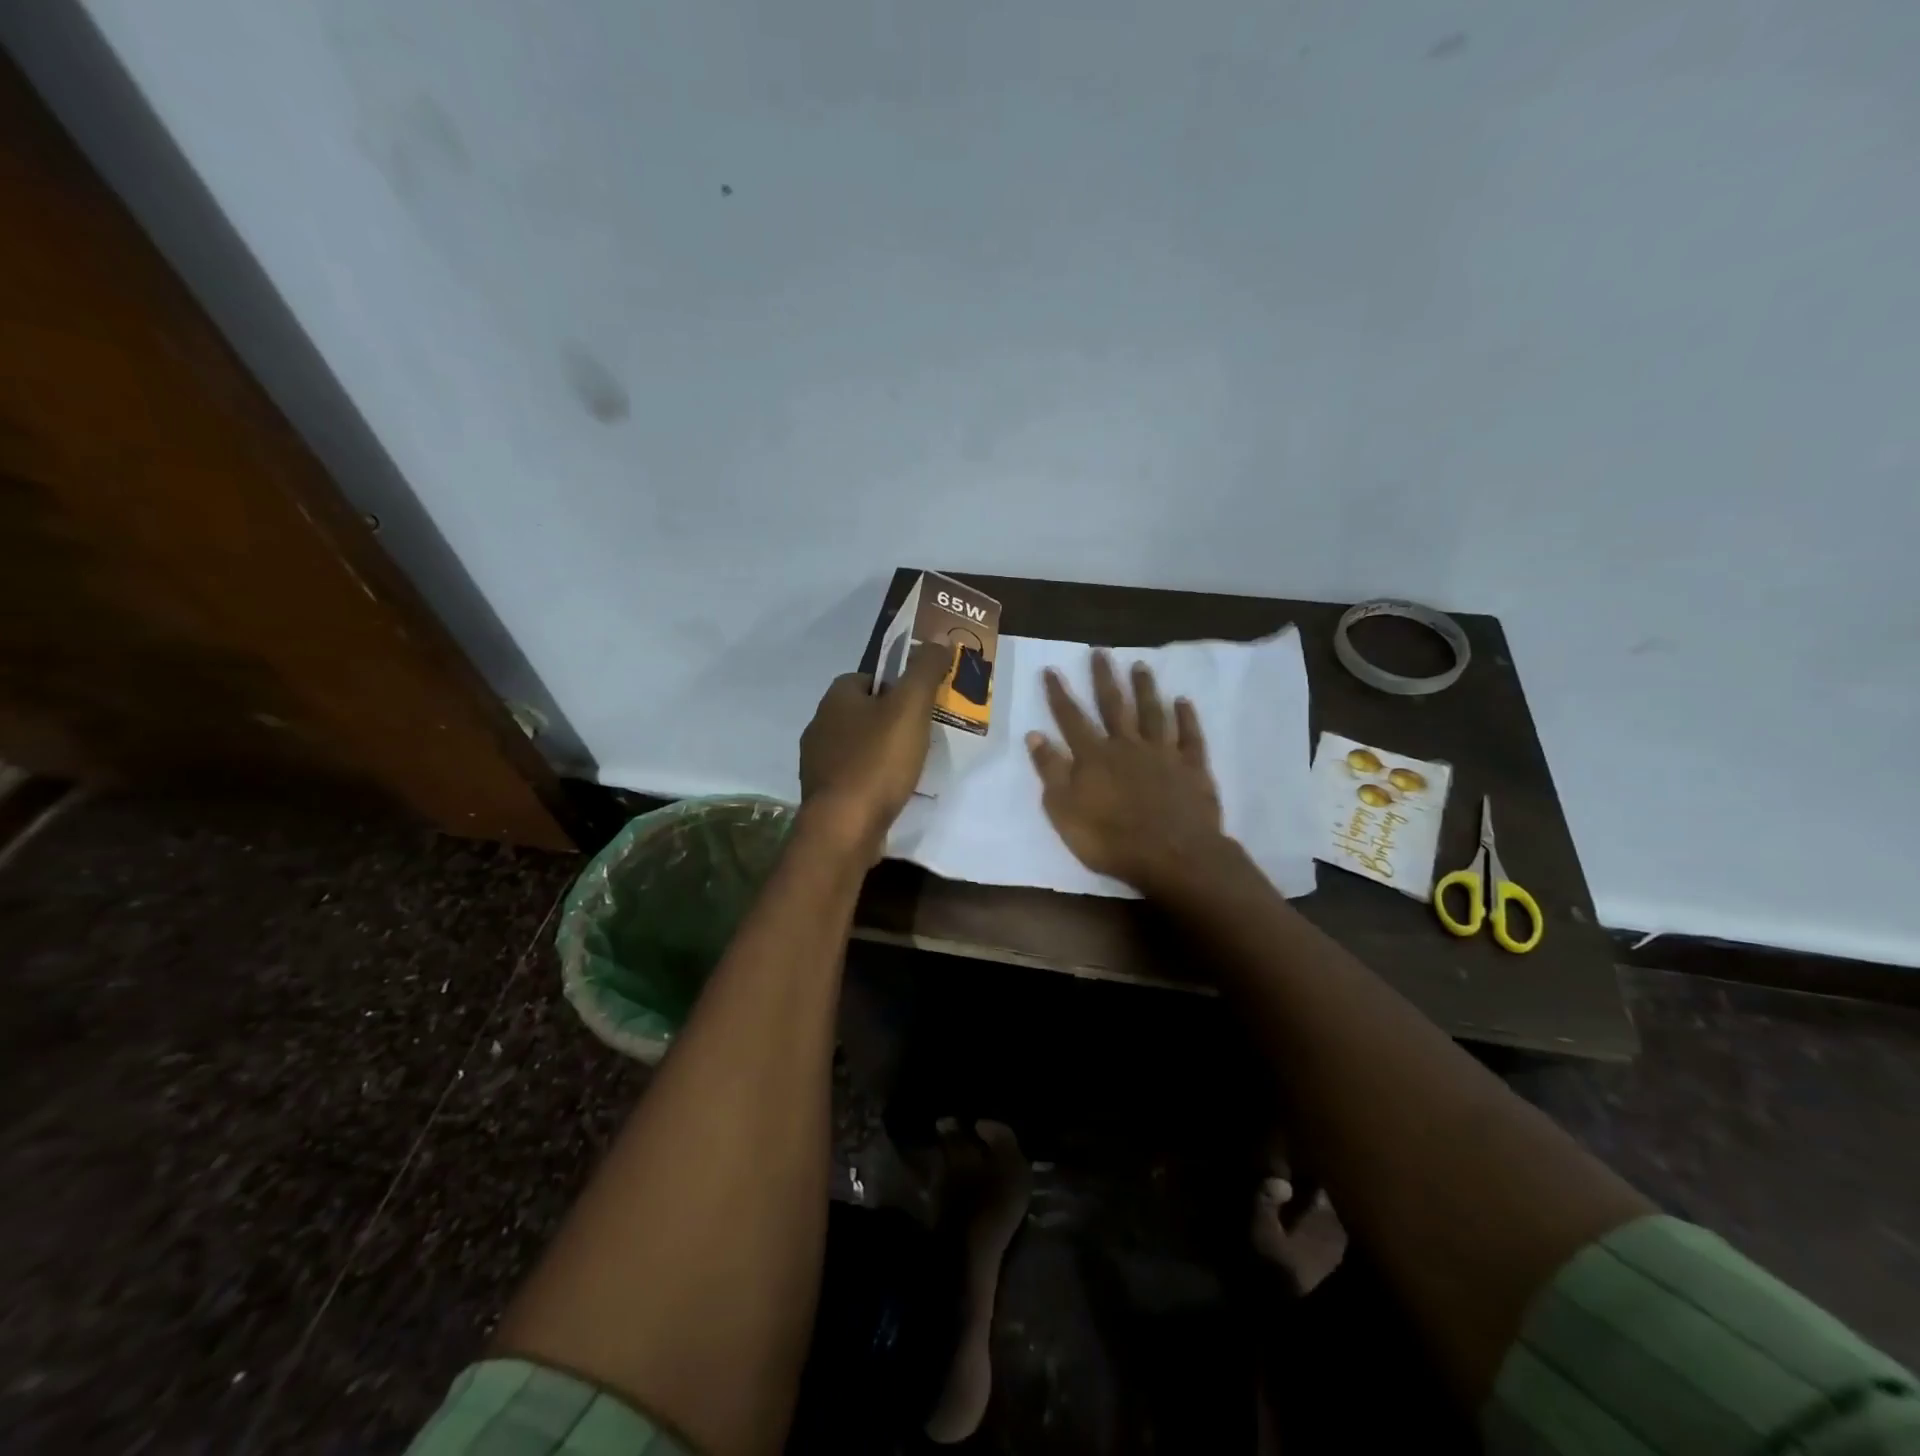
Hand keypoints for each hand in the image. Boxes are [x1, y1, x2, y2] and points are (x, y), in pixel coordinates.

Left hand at [799, 641, 949, 858]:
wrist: (844, 827)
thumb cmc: (877, 761)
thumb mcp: (910, 708)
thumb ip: (924, 672)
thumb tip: (938, 641)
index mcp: (835, 699)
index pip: (866, 678)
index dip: (894, 686)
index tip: (919, 702)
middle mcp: (819, 726)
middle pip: (861, 713)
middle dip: (889, 720)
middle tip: (922, 733)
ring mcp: (817, 763)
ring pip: (857, 746)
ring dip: (881, 752)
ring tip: (912, 765)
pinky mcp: (823, 795)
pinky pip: (853, 777)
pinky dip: (872, 780)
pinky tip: (892, 791)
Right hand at [1025, 650, 1228, 894]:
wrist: (1173, 856)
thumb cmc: (1111, 840)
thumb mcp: (1064, 811)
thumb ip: (1051, 771)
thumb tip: (1035, 735)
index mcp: (1094, 757)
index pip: (1071, 718)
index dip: (1059, 694)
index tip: (1051, 669)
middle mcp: (1127, 745)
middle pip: (1113, 705)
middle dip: (1104, 678)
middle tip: (1100, 652)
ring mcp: (1163, 753)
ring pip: (1152, 712)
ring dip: (1145, 688)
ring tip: (1140, 666)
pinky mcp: (1192, 767)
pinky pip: (1189, 735)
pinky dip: (1186, 717)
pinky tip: (1183, 701)